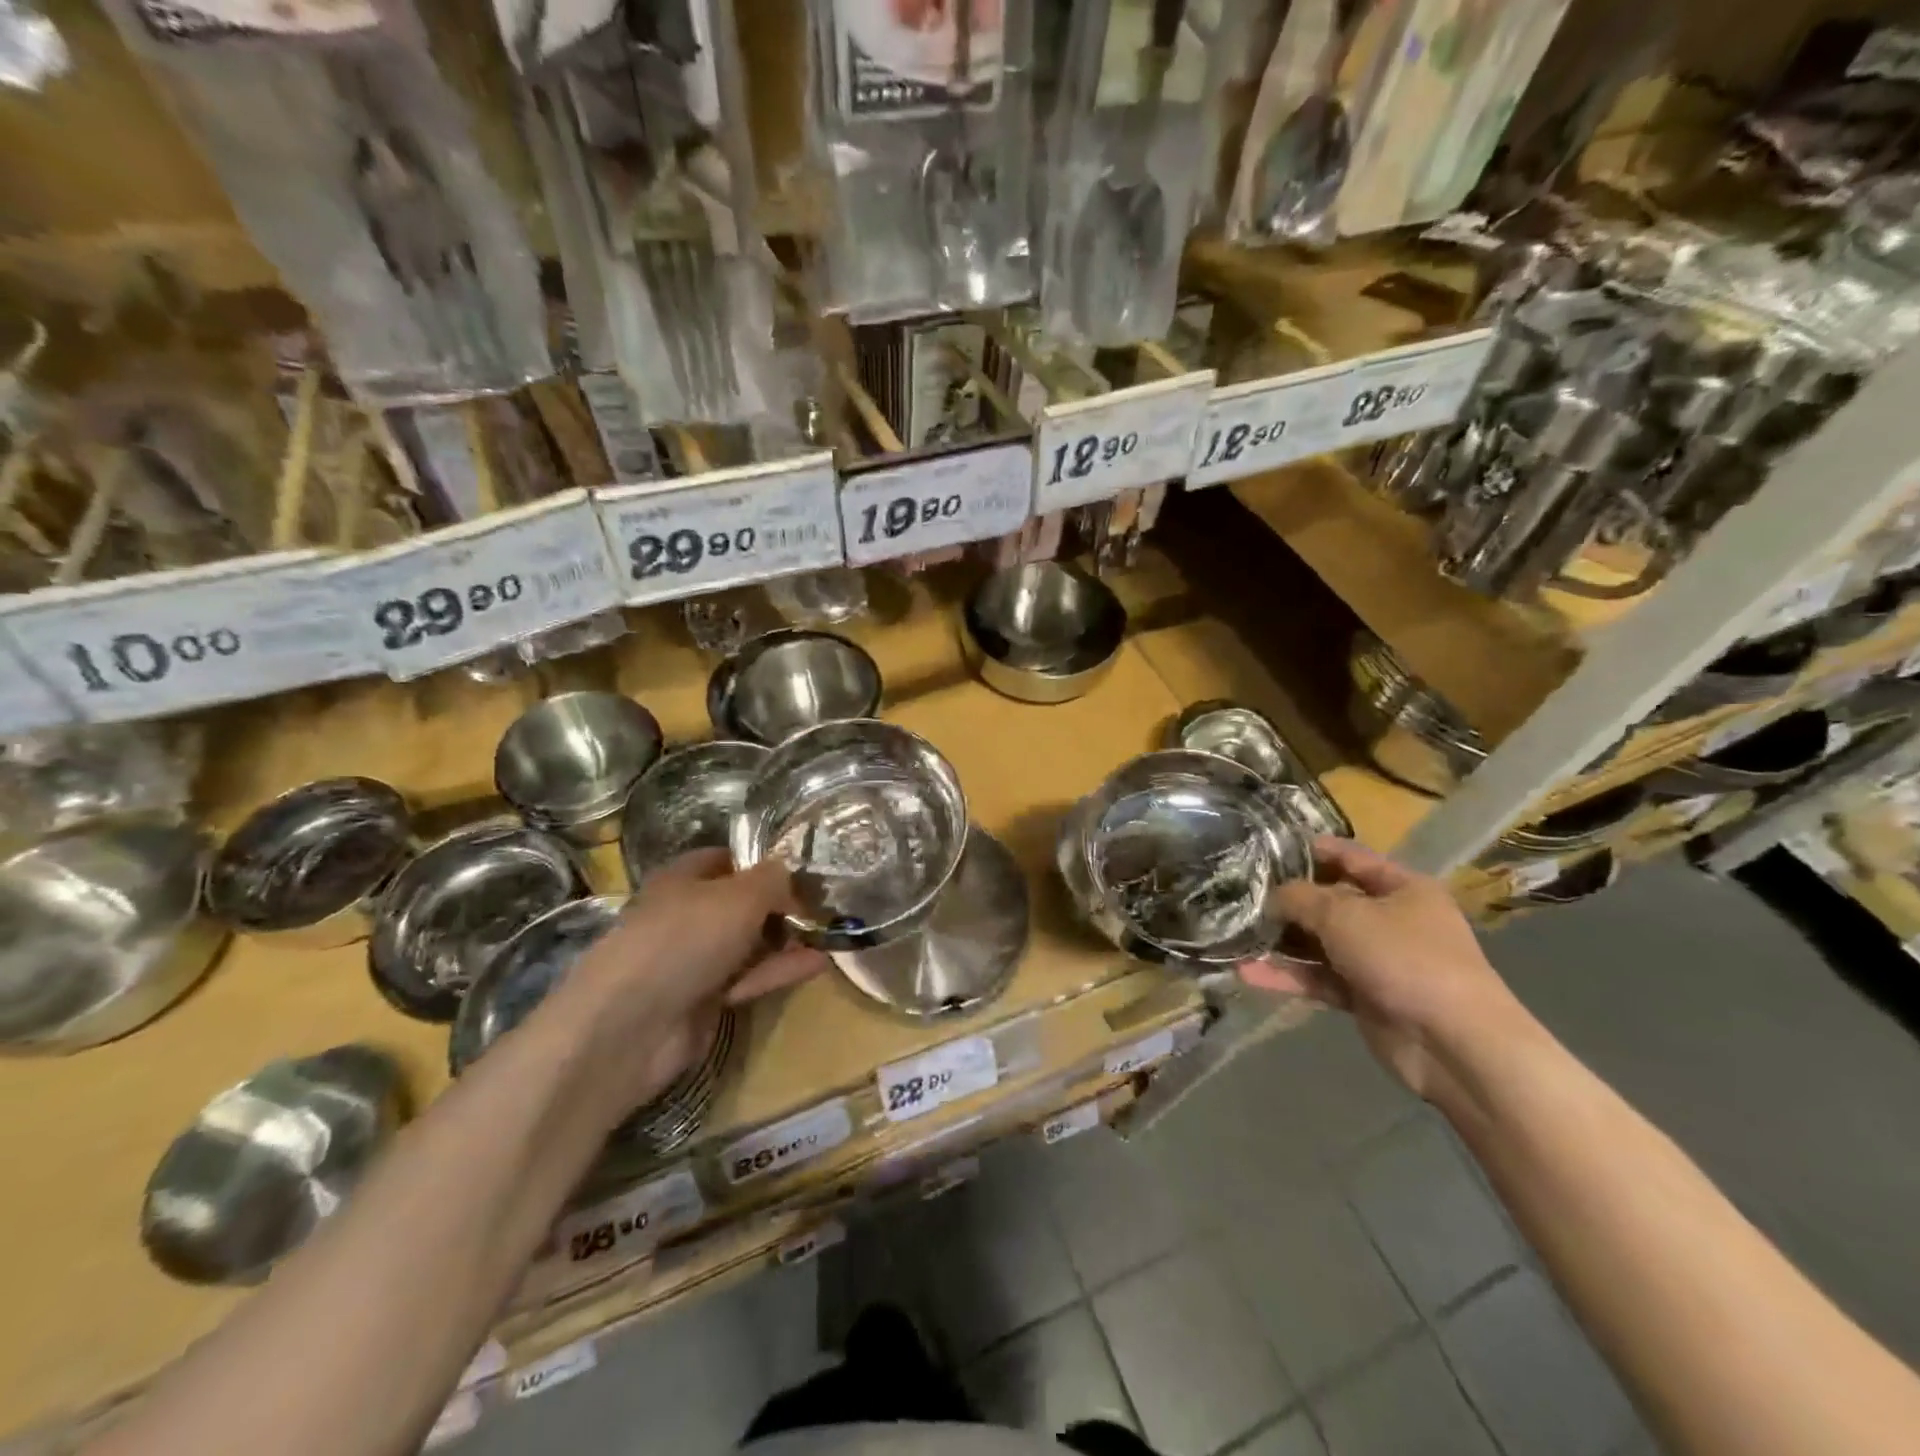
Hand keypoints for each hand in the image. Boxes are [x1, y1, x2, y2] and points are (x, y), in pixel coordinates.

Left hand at [554, 851, 828, 1123]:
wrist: (631, 1024)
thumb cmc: (685, 939)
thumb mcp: (741, 895)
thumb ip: (774, 879)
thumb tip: (792, 873)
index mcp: (684, 877)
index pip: (727, 859)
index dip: (763, 860)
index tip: (803, 868)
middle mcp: (687, 914)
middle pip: (741, 903)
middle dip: (781, 904)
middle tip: (826, 904)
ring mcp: (694, 959)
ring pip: (748, 942)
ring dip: (786, 939)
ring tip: (831, 934)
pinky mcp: (704, 999)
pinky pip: (749, 978)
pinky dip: (780, 970)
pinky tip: (818, 963)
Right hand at [1248, 838, 1520, 1097]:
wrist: (1455, 1044)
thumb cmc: (1405, 958)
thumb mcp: (1345, 915)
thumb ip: (1300, 899)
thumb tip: (1271, 896)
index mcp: (1402, 888)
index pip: (1349, 857)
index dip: (1309, 850)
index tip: (1264, 848)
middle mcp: (1392, 919)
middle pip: (1330, 901)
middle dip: (1287, 900)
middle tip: (1239, 894)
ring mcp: (1379, 960)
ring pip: (1321, 943)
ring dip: (1282, 942)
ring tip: (1235, 934)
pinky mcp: (1366, 997)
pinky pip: (1320, 978)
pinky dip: (1289, 976)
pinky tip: (1248, 973)